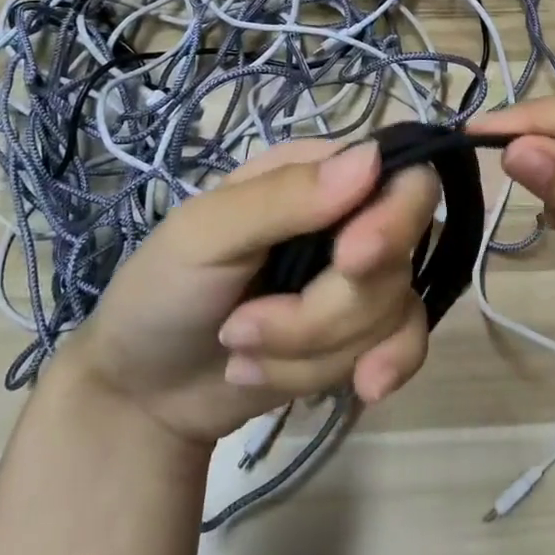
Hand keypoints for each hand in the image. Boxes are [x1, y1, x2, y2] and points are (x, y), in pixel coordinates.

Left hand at [59, 138, 438, 446]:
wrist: (145, 395)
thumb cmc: (161, 292)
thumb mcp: (203, 235)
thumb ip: (283, 197)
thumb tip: (372, 159)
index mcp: (317, 175)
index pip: (401, 177)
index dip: (393, 219)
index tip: (350, 262)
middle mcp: (352, 219)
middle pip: (397, 256)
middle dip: (324, 310)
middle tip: (243, 327)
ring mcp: (362, 279)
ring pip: (391, 311)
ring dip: (307, 350)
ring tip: (240, 350)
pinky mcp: (366, 333)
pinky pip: (408, 345)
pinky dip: (382, 368)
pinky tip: (361, 389)